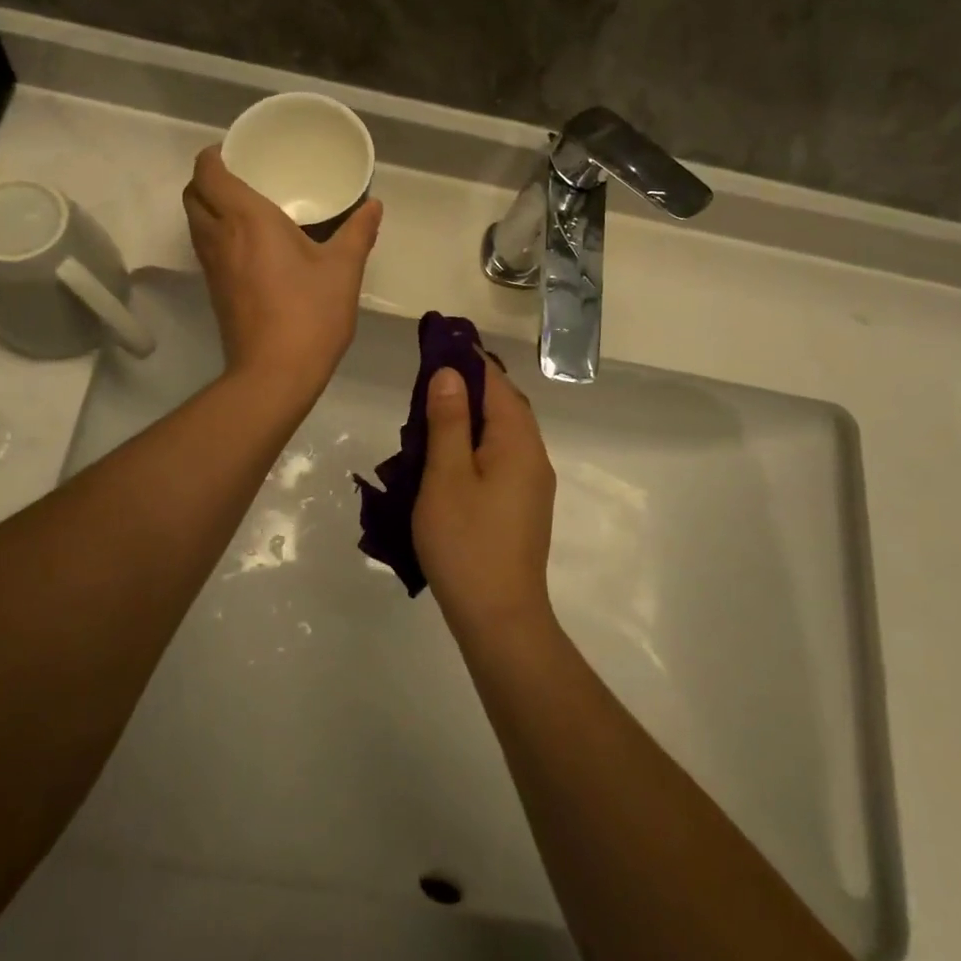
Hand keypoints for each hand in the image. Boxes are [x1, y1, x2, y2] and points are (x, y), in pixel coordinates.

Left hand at [183, 144, 382, 402]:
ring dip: (209, 207)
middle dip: (208, 179)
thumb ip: (358, 232)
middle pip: (193, 194)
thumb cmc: (310, 313)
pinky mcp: (214, 290)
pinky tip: (249, 245)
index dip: (214, 156)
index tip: (236, 152)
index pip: (208, 172)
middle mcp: (219, 236)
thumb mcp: (343, 269)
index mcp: (246, 218)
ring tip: (245, 207)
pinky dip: (216, 233)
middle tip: (242, 177)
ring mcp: (212, 266)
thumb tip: (374, 205)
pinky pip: (205, 247)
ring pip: (195, 222)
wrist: (275, 373)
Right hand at [413, 357, 557, 638]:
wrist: (499, 617)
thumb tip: (450, 373)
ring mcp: (531, 484)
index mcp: (518, 442)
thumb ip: (448, 421)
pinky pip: (500, 457)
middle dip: (468, 386)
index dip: (467, 359)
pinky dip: (475, 443)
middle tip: (427, 379)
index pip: (496, 383)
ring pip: (501, 433)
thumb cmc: (466, 542)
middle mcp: (533, 456)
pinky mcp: (523, 506)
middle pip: (504, 405)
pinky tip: (448, 457)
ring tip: (430, 413)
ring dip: (470, 416)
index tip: (438, 343)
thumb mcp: (446, 476)